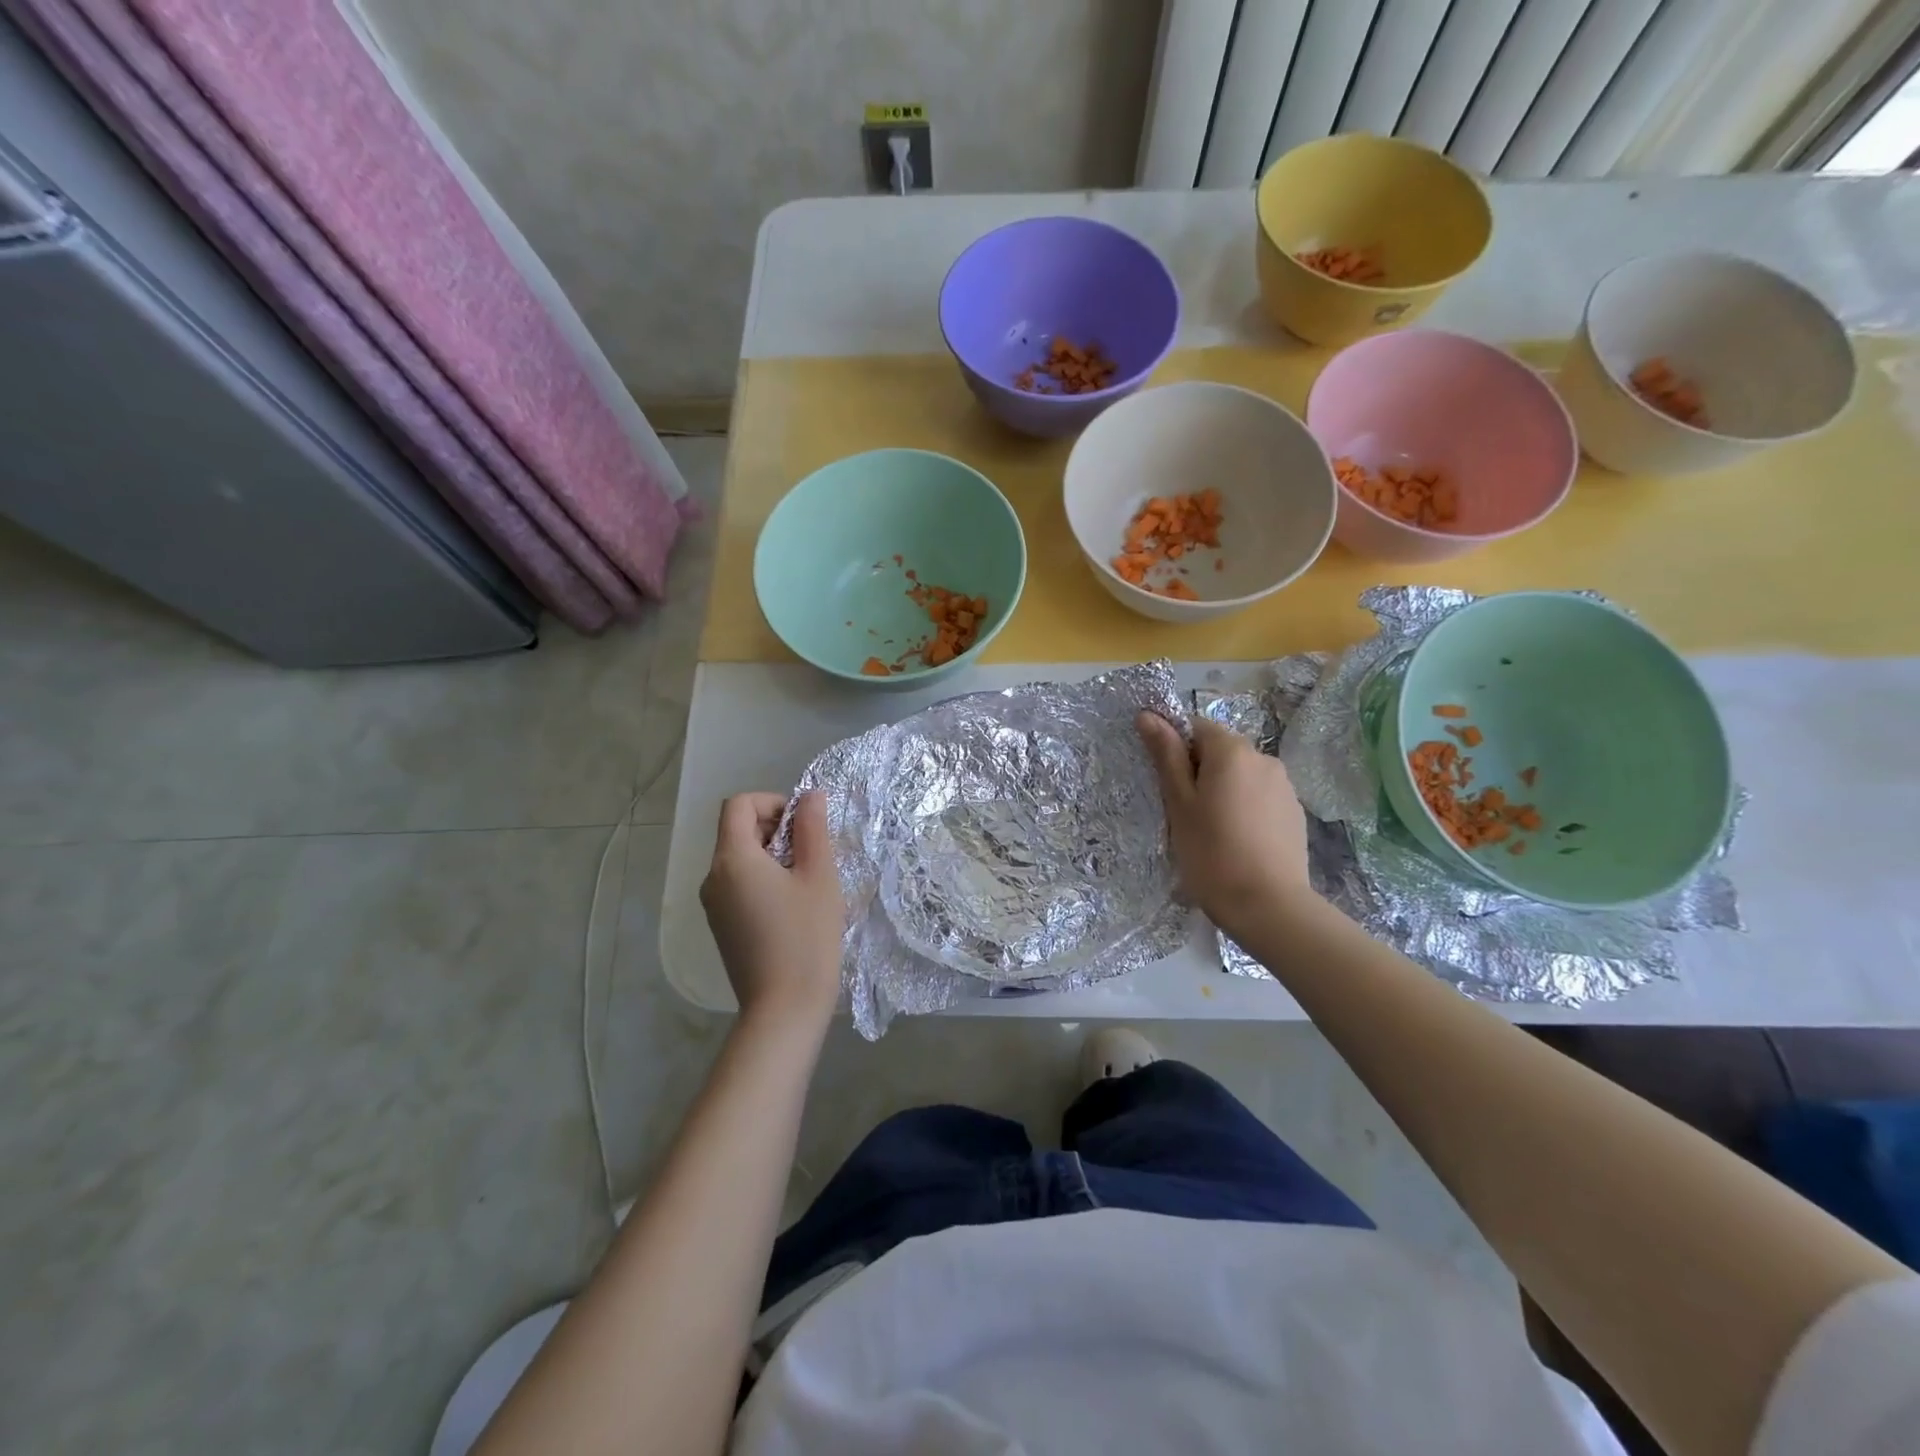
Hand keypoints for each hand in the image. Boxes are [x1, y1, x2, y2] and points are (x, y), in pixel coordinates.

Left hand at [700, 791, 845, 1026]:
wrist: (784, 1010)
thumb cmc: (806, 937)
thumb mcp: (819, 876)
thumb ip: (813, 828)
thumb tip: (810, 795)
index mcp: (732, 859)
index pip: (739, 805)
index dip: (772, 802)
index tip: (803, 825)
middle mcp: (712, 877)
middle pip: (738, 830)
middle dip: (776, 829)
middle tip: (813, 855)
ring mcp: (713, 905)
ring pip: (740, 859)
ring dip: (773, 856)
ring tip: (806, 883)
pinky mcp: (721, 926)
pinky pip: (739, 885)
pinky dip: (763, 880)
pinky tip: (792, 907)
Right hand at [1137, 712, 1315, 936]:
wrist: (1268, 906)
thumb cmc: (1212, 852)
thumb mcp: (1179, 803)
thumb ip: (1165, 755)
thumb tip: (1147, 714)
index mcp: (1231, 750)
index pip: (1194, 728)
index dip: (1176, 752)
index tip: (1169, 787)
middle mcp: (1263, 757)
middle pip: (1220, 751)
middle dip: (1200, 773)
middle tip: (1186, 814)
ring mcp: (1284, 785)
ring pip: (1241, 776)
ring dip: (1224, 792)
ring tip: (1213, 833)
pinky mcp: (1295, 812)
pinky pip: (1260, 798)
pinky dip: (1245, 810)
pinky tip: (1239, 843)